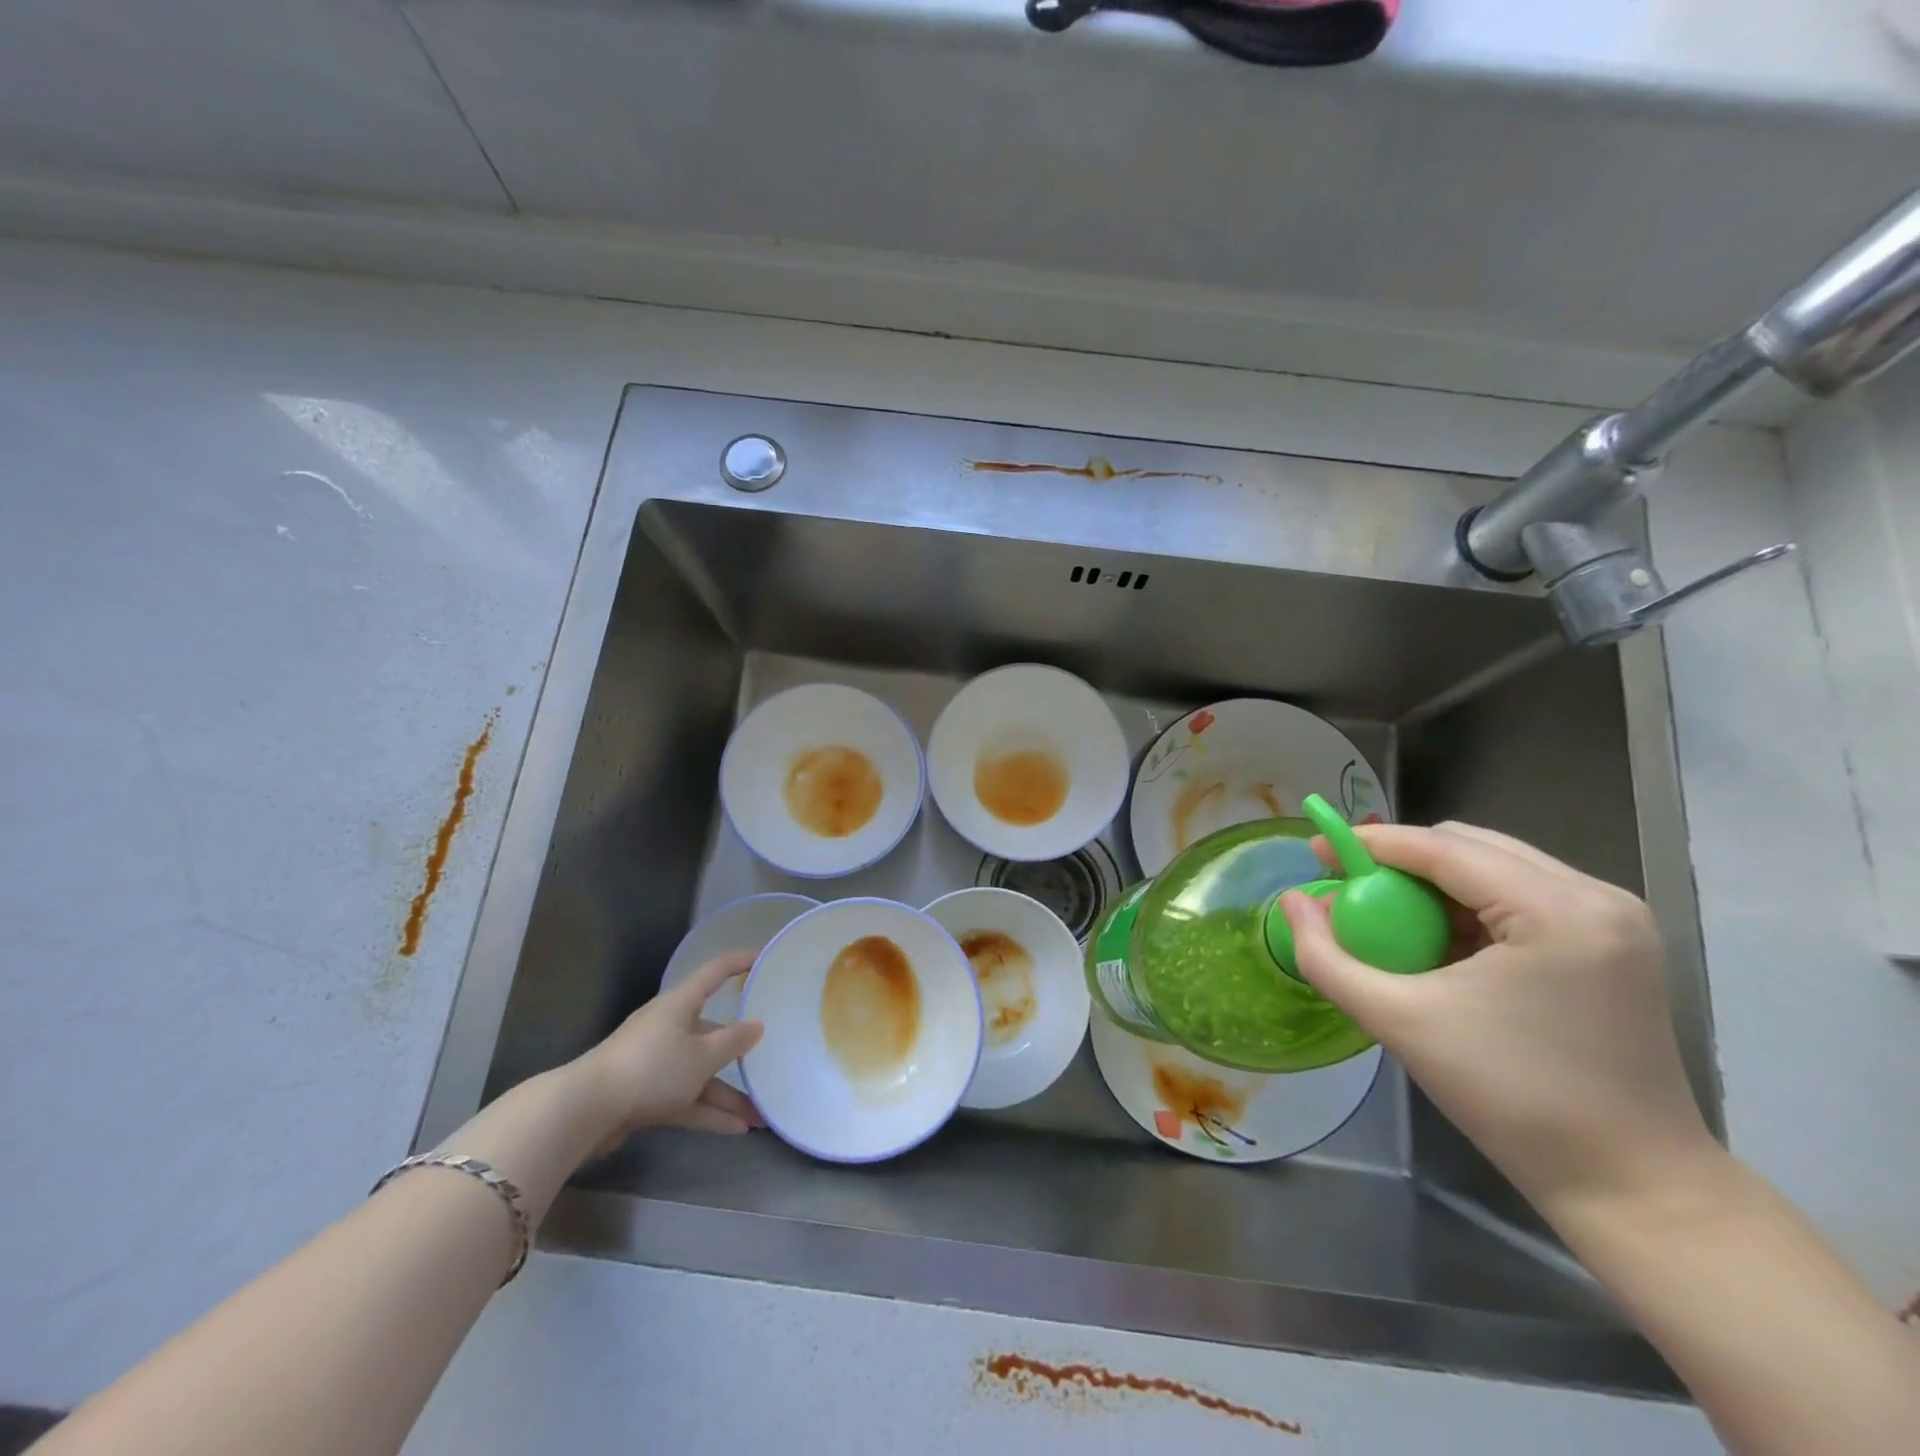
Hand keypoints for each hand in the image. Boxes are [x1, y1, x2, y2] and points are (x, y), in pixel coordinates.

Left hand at [568, 951, 765, 1154]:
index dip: (740, 962)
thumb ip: (734, 1041)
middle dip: (741, 1052)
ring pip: (701, 1072)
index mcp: (681, 1004)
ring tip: (760, 1116)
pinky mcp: (646, 1093)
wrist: (587, 1111)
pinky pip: (686, 1098)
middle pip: (712, 1032)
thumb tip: (757, 1025)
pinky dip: (708, 1111)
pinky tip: (735, 1129)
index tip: (764, 959)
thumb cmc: (651, 1068)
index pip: (715, 972)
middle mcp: (670, 1026)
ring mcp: (656, 1061)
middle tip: (770, 1058)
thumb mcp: (702, 1056)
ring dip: (729, 1094)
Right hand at [1279, 822, 1715, 1218]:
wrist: (1631, 1187)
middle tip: (1350, 891)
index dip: (1370, 844)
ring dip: (1434, 882)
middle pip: (1471, 846)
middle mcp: (1596, 897)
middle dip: (1401, 861)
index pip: (1443, 849)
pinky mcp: (1615, 942)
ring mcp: (1614, 918)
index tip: (1315, 853)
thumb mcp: (1400, 1022)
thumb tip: (1294, 901)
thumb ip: (1329, 957)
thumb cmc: (1512, 1100)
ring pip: (1496, 865)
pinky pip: (1522, 895)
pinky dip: (1469, 905)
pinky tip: (1442, 942)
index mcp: (1557, 911)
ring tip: (1391, 919)